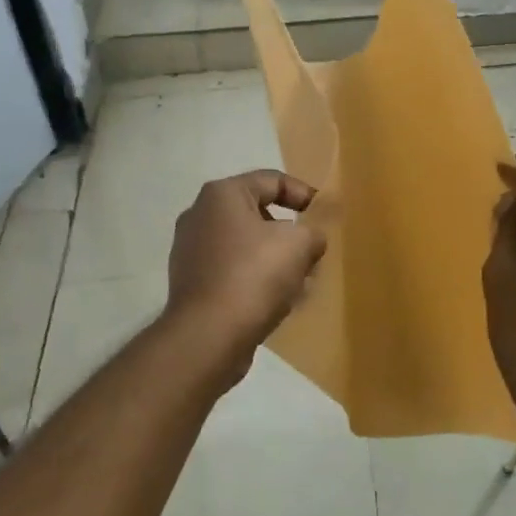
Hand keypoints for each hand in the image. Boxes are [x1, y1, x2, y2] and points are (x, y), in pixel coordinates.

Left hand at [165, 169, 326, 368]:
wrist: (208, 335)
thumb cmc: (254, 276)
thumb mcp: (299, 245)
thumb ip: (313, 232)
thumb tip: (310, 239)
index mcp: (222, 194)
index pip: (272, 180)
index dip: (304, 194)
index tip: (325, 216)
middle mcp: (200, 215)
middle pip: (257, 214)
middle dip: (290, 232)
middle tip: (313, 252)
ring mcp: (191, 250)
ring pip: (246, 246)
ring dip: (275, 259)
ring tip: (301, 281)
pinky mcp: (192, 283)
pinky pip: (233, 271)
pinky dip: (256, 280)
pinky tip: (277, 301)